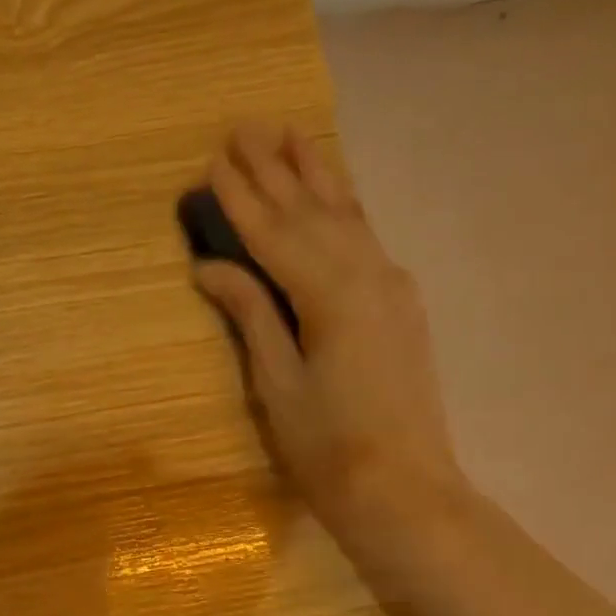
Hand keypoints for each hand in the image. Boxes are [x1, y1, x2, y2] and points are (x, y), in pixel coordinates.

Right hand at [192, 123, 467, 560]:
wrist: (404, 489)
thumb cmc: (328, 447)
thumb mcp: (277, 383)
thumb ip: (250, 314)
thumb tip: (211, 266)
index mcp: (330, 294)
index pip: (274, 233)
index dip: (241, 197)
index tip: (212, 160)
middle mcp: (367, 274)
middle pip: (313, 211)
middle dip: (277, 169)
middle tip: (245, 125)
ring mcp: (392, 286)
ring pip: (347, 217)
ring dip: (316, 176)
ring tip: (291, 135)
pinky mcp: (401, 304)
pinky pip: (365, 239)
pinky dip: (344, 210)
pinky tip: (335, 197)